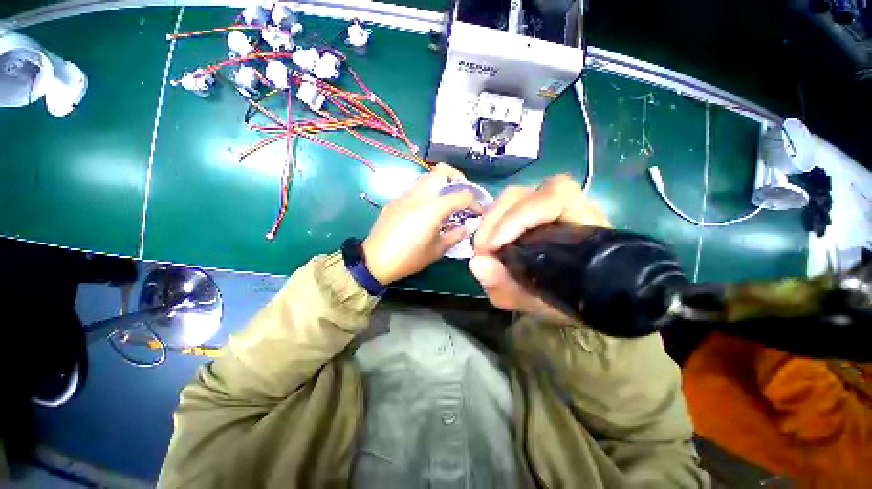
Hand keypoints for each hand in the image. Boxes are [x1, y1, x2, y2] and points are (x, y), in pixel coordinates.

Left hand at [363, 164, 481, 284]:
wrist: (375, 260)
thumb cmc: (409, 258)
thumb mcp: (437, 250)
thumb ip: (456, 235)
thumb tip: (467, 227)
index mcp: (433, 208)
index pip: (461, 195)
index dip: (475, 201)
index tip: (479, 211)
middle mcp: (419, 195)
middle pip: (441, 170)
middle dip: (457, 177)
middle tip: (461, 193)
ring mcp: (405, 195)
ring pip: (426, 176)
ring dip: (440, 182)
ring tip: (445, 199)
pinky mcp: (395, 200)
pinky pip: (415, 188)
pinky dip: (426, 191)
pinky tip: (426, 208)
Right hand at [470, 174, 609, 322]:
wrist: (580, 298)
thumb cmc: (565, 299)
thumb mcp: (538, 302)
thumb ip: (509, 288)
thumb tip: (476, 264)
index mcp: (583, 224)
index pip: (555, 197)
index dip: (519, 217)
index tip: (495, 247)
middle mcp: (566, 207)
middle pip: (522, 194)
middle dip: (494, 221)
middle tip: (482, 251)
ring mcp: (546, 207)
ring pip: (511, 198)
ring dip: (489, 222)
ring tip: (483, 248)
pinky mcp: (530, 213)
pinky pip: (506, 208)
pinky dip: (491, 223)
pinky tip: (488, 242)